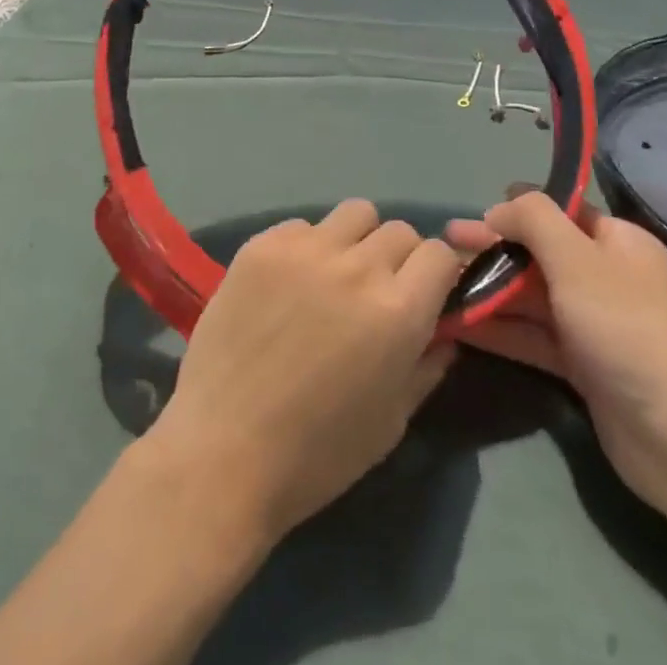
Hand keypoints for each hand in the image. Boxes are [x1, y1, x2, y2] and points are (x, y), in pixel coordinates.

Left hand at [146, 200, 461, 541]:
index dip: (438, 273)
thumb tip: (443, 334)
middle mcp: (357, 266)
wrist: (224, 449)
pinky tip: (287, 285)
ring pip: (352, 214)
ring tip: (334, 276)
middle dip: (399, 257)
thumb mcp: (391, 422)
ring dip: (356, 240)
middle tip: (376, 291)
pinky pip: (301, 227)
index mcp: (398, 310)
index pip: (439, 254)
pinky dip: (306, 247)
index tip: (426, 294)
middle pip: (398, 229)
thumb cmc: (318, 452)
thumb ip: (425, 367)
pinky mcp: (262, 244)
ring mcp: (305, 249)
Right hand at [447, 190, 666, 517]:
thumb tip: (500, 207)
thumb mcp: (576, 259)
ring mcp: (595, 324)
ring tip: (439, 284)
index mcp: (618, 243)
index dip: (516, 210)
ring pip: (531, 296)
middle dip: (492, 248)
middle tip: (443, 244)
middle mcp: (607, 278)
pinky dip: (499, 328)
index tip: (474, 216)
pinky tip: (458, 323)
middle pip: (539, 253)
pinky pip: (533, 335)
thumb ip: (534, 219)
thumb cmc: (626, 329)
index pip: (560, 212)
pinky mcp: (583, 366)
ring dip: (489, 288)